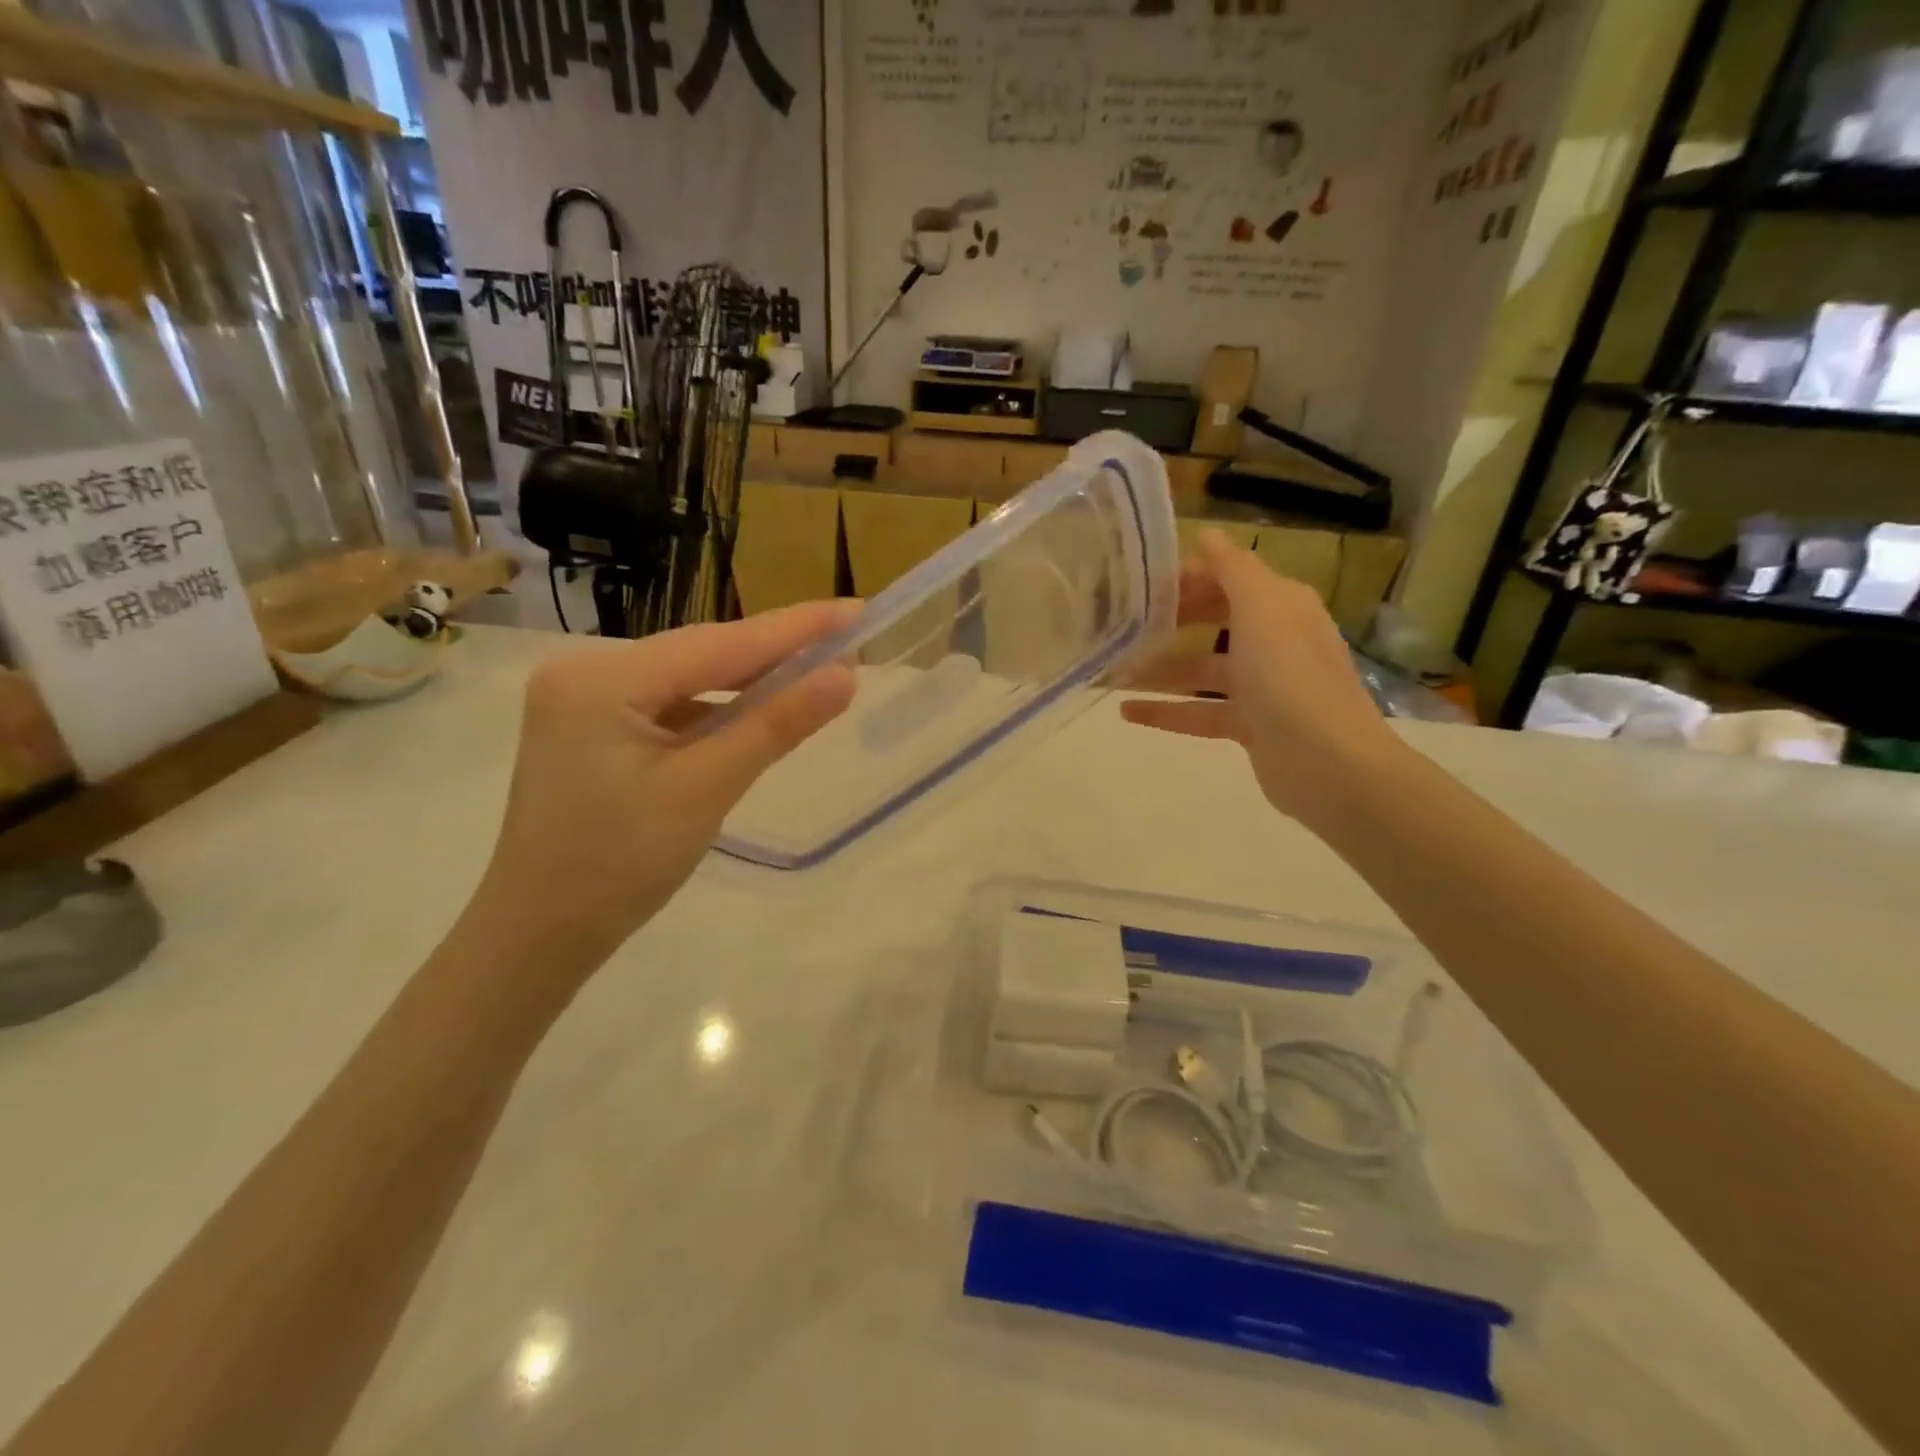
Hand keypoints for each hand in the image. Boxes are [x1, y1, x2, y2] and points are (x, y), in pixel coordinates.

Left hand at [474, 603, 857, 977]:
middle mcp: (586, 671)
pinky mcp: (595, 725)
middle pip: (702, 654)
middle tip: (848, 641)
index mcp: (600, 679)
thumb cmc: (619, 867)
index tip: (855, 611)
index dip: (795, 628)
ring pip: (690, 677)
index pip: (719, 644)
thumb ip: (775, 725)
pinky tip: (760, 708)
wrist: (541, 934)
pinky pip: (672, 703)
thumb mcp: (706, 790)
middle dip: (776, 652)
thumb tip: (845, 677)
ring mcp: (586, 698)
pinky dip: (719, 707)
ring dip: (751, 680)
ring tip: (818, 671)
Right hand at [1120, 530, 1405, 824]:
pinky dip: (1165, 711)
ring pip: (1200, 671)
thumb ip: (1232, 568)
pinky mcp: (1249, 726)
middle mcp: (1273, 640)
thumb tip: (1207, 535)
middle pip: (1214, 622)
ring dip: (1158, 671)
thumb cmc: (1289, 674)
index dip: (1187, 578)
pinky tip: (1125, 712)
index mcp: (1281, 606)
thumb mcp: (1261, 607)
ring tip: (1110, 674)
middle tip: (1122, 626)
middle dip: (1170, 623)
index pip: (1229, 579)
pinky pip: (1198, 712)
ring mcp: (1262, 687)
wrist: (1327, 762)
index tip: (1140, 586)